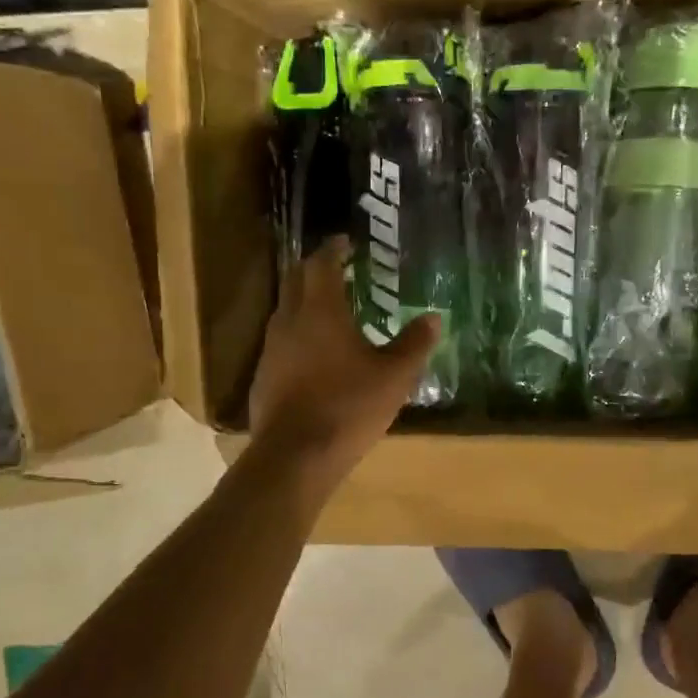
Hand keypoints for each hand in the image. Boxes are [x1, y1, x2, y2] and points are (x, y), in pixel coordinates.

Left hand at [248, 237, 438, 486]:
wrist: (295, 456)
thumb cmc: (348, 407)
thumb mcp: (394, 377)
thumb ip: (414, 344)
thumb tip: (433, 317)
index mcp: (320, 311)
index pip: (321, 264)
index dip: (333, 249)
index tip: (345, 242)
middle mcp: (289, 321)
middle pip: (296, 280)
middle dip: (315, 268)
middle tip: (337, 267)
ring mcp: (271, 349)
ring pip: (286, 311)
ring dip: (304, 301)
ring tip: (330, 308)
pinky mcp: (264, 376)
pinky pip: (281, 340)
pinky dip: (298, 333)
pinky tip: (315, 352)